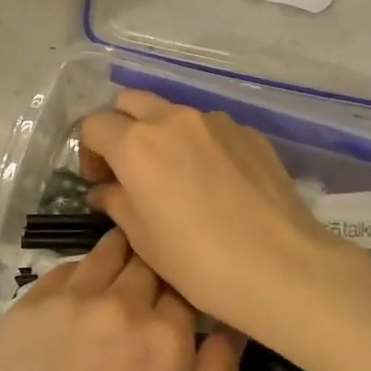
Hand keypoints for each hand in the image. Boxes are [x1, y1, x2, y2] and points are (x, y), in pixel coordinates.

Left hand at [0, 229, 241, 370]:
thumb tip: (233, 322)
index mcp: (164, 337)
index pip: (187, 285)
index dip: (188, 295)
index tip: (183, 309)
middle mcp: (117, 304)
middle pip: (148, 260)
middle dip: (156, 273)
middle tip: (150, 299)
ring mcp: (67, 300)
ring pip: (106, 252)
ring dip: (120, 261)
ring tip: (117, 289)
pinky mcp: (26, 305)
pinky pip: (65, 270)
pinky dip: (80, 278)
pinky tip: (77, 308)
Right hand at [79, 90, 366, 350]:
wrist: (282, 267)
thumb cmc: (198, 260)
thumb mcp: (142, 238)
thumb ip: (115, 202)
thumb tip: (105, 190)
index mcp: (136, 143)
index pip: (94, 124)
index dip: (89, 152)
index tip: (100, 181)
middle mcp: (173, 119)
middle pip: (131, 103)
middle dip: (122, 128)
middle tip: (130, 169)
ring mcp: (216, 122)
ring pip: (174, 113)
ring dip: (163, 135)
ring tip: (178, 178)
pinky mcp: (249, 133)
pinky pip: (211, 129)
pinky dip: (201, 146)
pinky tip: (217, 185)